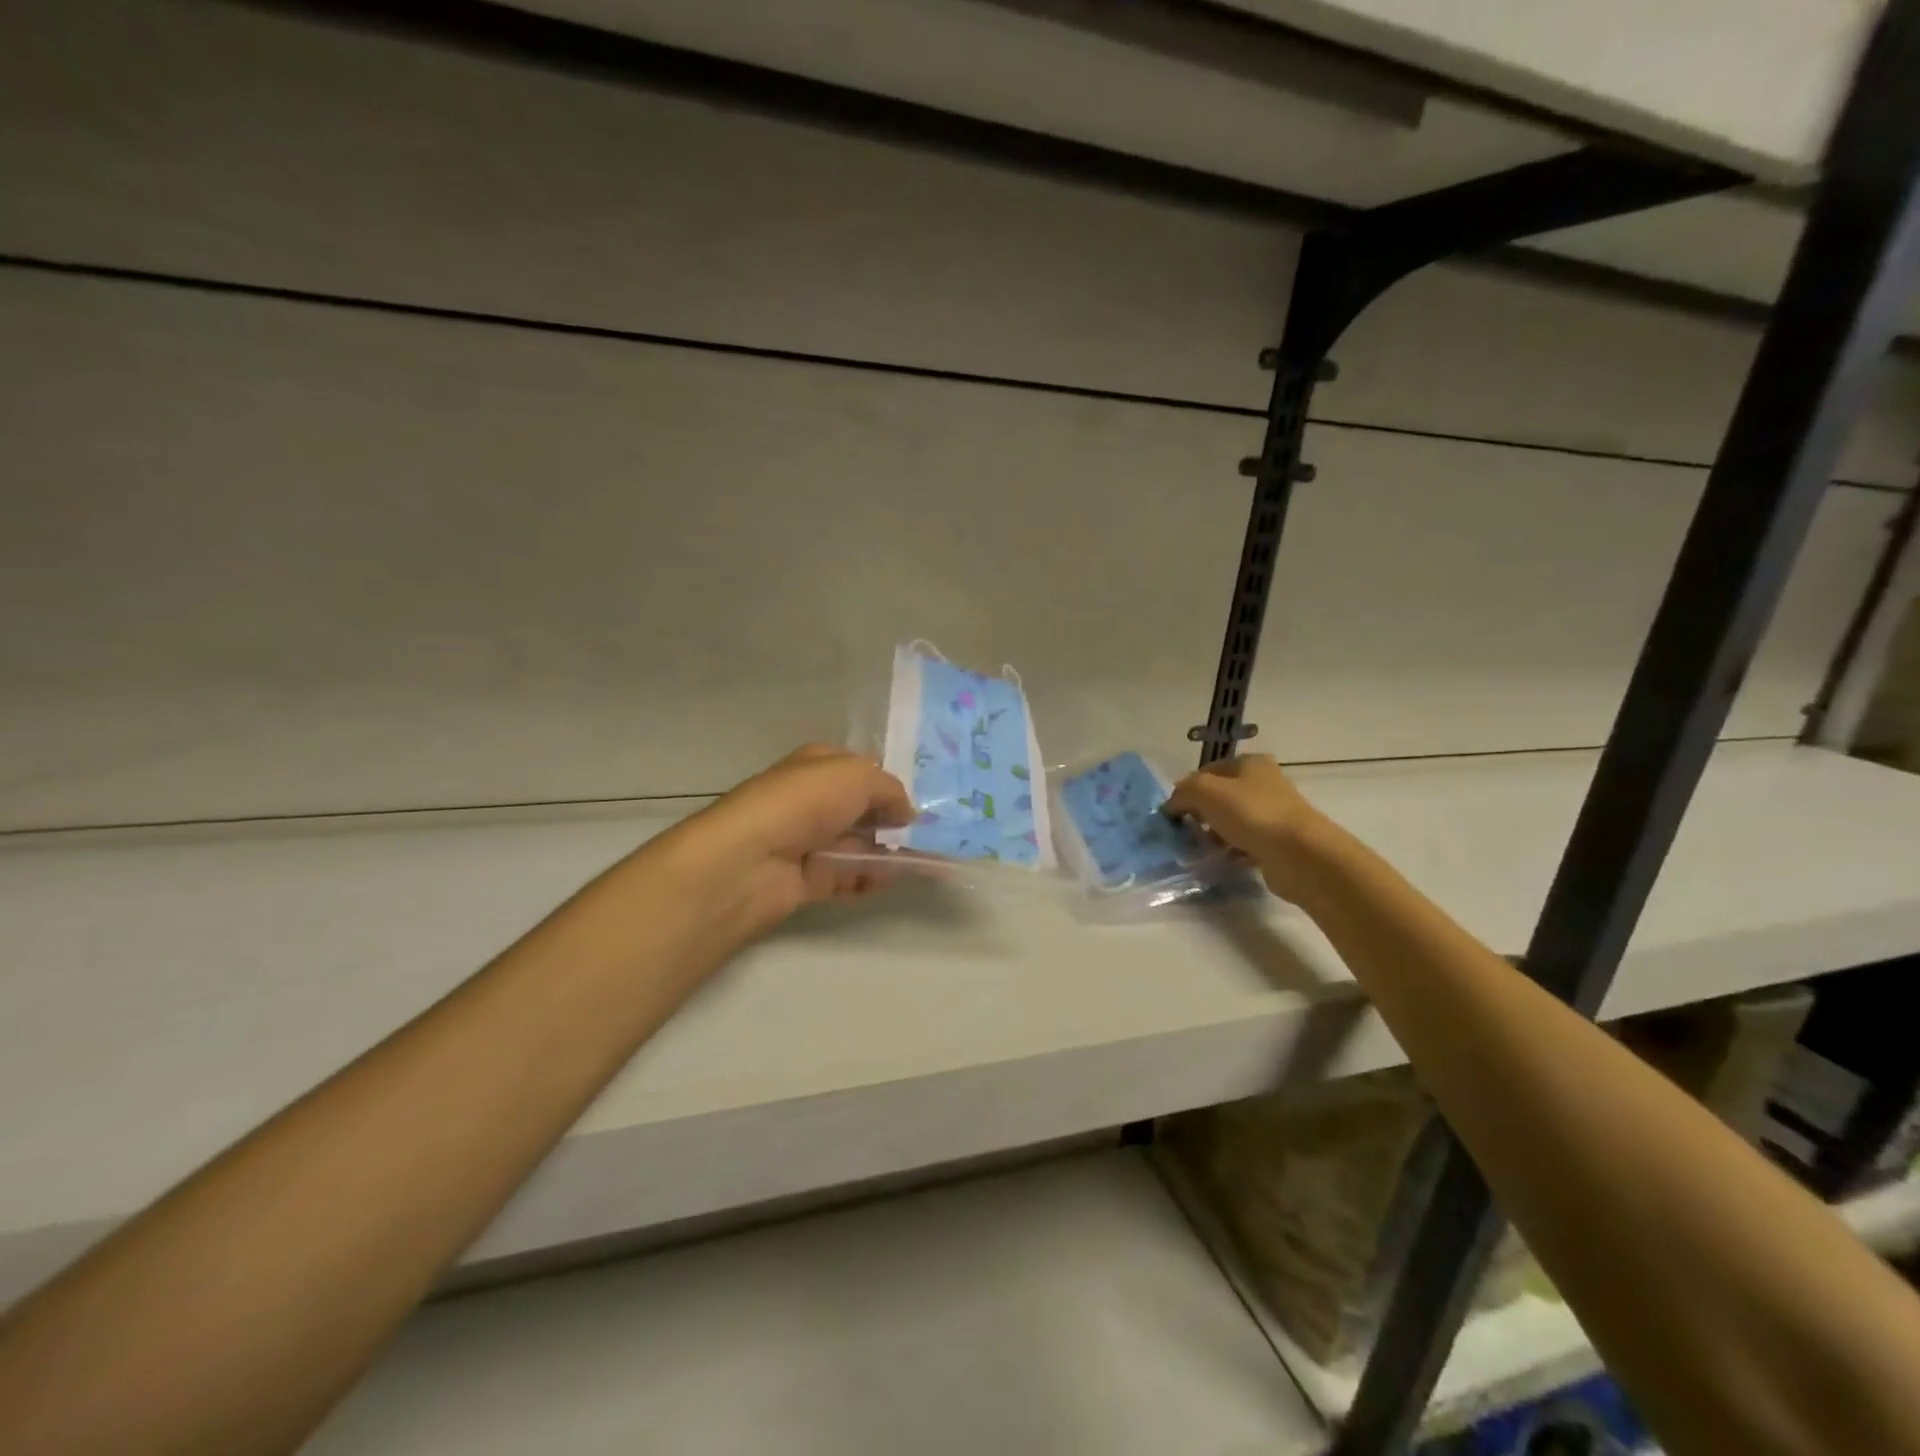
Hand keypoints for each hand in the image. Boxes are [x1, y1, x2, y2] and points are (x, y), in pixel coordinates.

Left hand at [662, 744, 913, 939]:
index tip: (918, 800)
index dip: (887, 782)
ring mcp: (808, 841)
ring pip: (857, 845)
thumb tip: (906, 812)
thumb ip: (890, 790)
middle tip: (929, 835)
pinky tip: (890, 880)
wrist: (750, 861)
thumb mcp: (858, 776)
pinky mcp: (808, 879)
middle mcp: (811, 800)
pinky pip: (848, 878)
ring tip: (921, 861)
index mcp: (817, 765)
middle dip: (892, 821)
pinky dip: (869, 880)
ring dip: (887, 853)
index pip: (858, 768)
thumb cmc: (804, 803)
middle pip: (861, 810)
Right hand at [1164, 755, 1331, 901]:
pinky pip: (1246, 843)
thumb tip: (1171, 805)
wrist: (1299, 854)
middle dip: (1200, 814)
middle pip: (1220, 797)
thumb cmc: (1251, 813)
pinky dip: (1232, 851)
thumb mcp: (1205, 791)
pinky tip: (1222, 860)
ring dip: (1215, 835)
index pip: (1208, 771)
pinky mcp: (1278, 842)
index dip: (1187, 789)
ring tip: (1201, 850)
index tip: (1173, 812)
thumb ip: (1183, 792)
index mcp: (1250, 763)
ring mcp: (1274, 813)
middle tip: (1186, 831)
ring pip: (1232, 821)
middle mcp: (1264, 784)